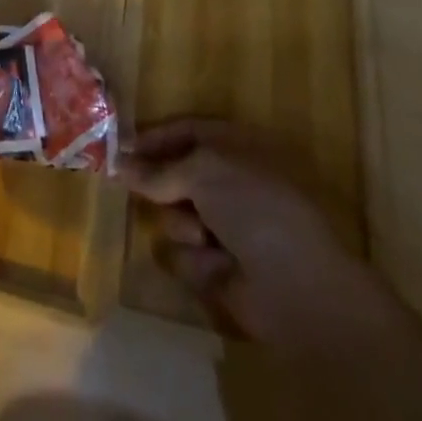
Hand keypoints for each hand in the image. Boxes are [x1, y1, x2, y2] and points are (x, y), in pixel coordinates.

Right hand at [121, 117, 387, 351]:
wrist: (299, 289)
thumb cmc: (256, 209)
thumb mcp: (204, 172)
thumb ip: (160, 170)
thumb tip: (122, 164)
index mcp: (236, 149)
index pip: (186, 131)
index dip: (155, 137)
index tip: (122, 146)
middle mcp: (229, 185)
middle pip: (175, 175)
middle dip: (158, 185)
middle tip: (134, 187)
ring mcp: (225, 228)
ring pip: (174, 216)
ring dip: (182, 225)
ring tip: (203, 237)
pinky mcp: (219, 268)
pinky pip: (185, 256)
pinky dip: (196, 261)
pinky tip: (217, 267)